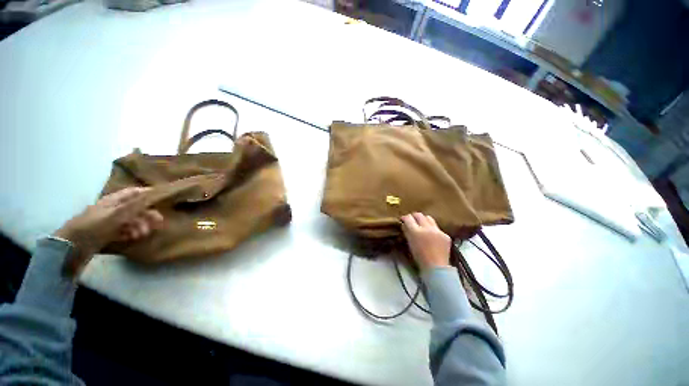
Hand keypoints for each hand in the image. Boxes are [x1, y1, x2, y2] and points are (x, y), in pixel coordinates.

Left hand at [53, 187, 163, 275]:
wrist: (71, 247)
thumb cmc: (93, 226)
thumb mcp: (116, 214)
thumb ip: (135, 204)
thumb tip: (153, 192)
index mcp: (113, 200)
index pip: (134, 192)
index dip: (148, 194)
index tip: (162, 198)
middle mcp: (112, 208)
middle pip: (135, 208)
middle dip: (147, 215)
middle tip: (158, 223)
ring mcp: (109, 221)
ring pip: (130, 220)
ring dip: (139, 226)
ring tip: (142, 234)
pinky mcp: (106, 233)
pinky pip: (123, 230)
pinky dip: (130, 233)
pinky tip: (132, 238)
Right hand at [401, 212, 450, 269]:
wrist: (436, 268)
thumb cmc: (419, 257)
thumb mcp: (410, 243)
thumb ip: (407, 232)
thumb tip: (404, 224)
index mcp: (416, 231)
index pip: (408, 218)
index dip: (405, 218)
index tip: (403, 220)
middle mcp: (427, 228)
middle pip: (419, 215)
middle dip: (414, 216)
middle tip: (412, 221)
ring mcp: (438, 231)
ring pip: (429, 218)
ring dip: (424, 220)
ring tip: (422, 225)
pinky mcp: (445, 235)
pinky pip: (437, 227)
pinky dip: (432, 229)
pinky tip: (432, 236)